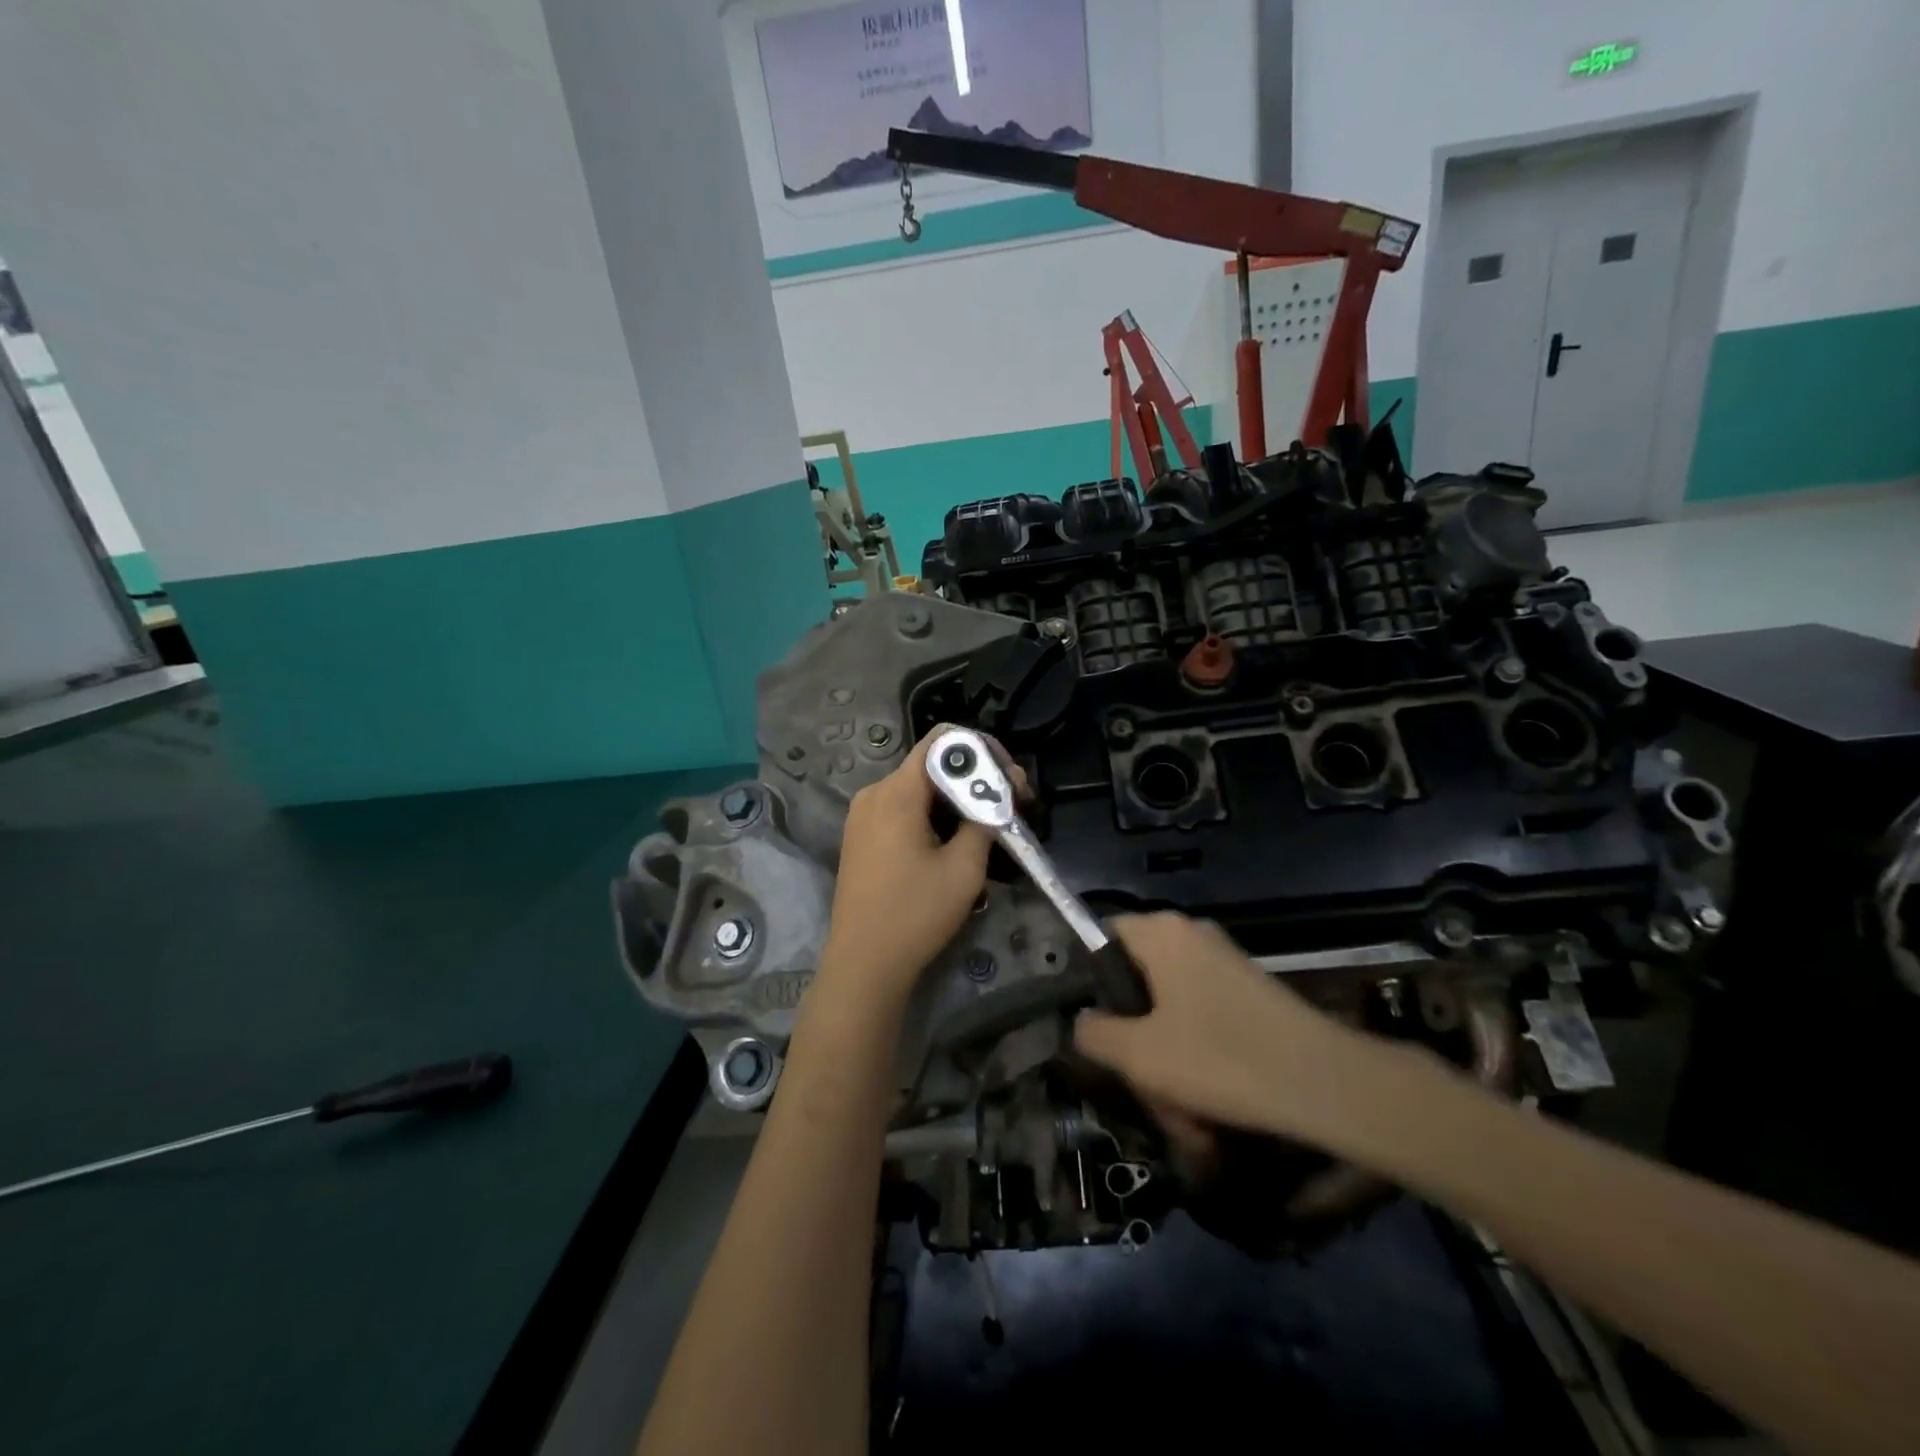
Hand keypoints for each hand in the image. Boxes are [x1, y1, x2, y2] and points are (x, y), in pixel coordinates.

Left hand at [818, 727, 1007, 999]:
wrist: (864, 964)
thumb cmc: (916, 914)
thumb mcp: (964, 867)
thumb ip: (985, 817)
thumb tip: (1001, 791)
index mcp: (896, 792)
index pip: (941, 740)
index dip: (981, 749)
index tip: (1009, 777)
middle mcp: (874, 793)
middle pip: (931, 765)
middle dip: (974, 779)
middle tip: (1011, 804)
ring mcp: (862, 815)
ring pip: (919, 789)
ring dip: (955, 800)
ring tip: (989, 827)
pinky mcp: (861, 836)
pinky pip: (903, 809)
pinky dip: (933, 815)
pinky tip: (955, 842)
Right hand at [1074, 913, 1386, 1150]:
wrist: (1327, 1083)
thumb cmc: (1220, 1058)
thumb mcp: (1140, 1055)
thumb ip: (1095, 1034)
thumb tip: (1082, 1022)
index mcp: (1161, 933)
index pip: (1102, 936)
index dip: (1088, 980)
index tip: (1092, 1029)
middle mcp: (1191, 937)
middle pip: (1138, 983)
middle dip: (1136, 1043)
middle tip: (1144, 1090)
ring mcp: (1224, 965)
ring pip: (1171, 1014)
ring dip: (1169, 1066)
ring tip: (1184, 1121)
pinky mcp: (1250, 994)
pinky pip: (1204, 1022)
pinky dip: (1199, 1063)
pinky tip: (1209, 1116)